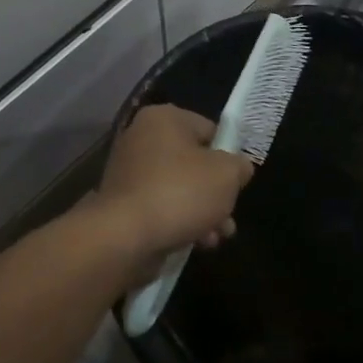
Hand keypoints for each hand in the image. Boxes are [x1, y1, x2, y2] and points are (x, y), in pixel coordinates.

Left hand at [96, 104, 254, 266]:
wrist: (125, 236)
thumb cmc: (180, 193)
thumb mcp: (227, 175)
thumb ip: (239, 166)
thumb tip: (239, 168)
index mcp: (164, 118)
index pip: (209, 130)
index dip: (228, 156)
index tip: (237, 182)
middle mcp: (141, 137)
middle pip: (194, 163)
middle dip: (216, 193)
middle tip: (229, 217)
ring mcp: (129, 171)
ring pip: (179, 188)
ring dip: (202, 212)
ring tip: (216, 237)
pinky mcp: (123, 202)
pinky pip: (160, 206)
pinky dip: (179, 221)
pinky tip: (196, 243)